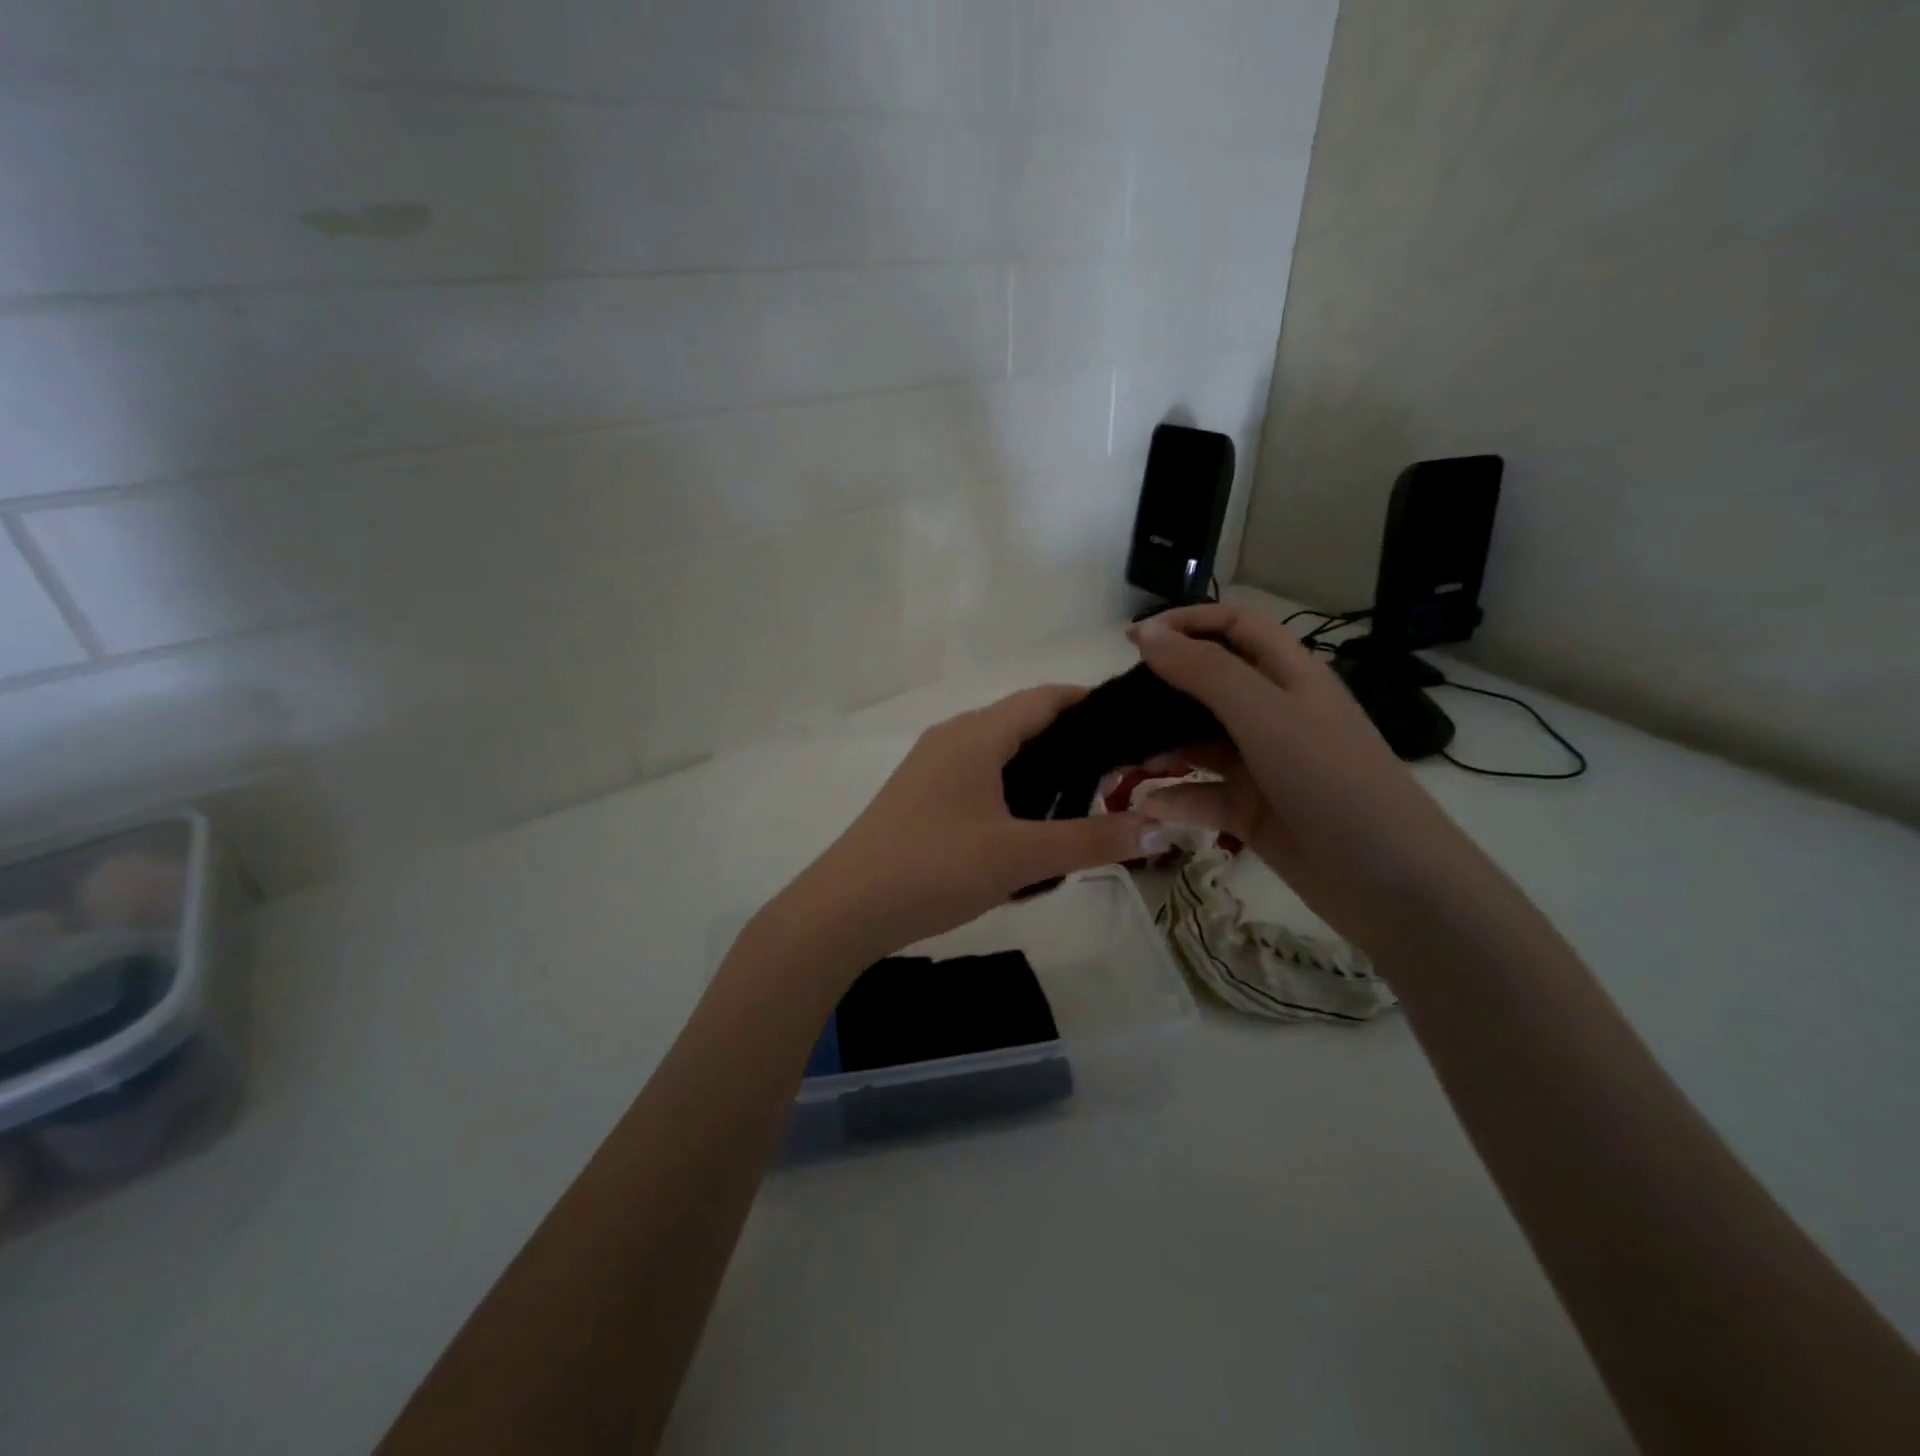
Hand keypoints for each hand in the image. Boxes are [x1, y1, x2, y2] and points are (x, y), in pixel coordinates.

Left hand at [759, 687, 1164, 972]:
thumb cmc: (934, 868)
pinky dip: (1012, 786)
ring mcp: (930, 766)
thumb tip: (1162, 830)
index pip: (1045, 697)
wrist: (844, 910)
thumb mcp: (1020, 856)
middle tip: (1124, 768)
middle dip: (1072, 738)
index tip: (1136, 723)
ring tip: (1088, 796)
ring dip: (1041, 765)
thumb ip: (1092, 841)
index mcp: (976, 734)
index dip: (1090, 703)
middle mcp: (952, 737)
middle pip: (1023, 721)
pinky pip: (978, 775)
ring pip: (999, 751)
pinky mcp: (920, 796)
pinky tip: (1031, 823)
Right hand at [1127, 605, 1491, 951]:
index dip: (1187, 623)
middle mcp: (1274, 713)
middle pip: (1208, 685)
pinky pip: (1203, 794)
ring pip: (1198, 742)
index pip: (1234, 627)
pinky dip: (1176, 798)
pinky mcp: (1252, 809)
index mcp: (1290, 676)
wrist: (1388, 882)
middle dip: (1162, 690)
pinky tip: (1147, 808)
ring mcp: (1262, 763)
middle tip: (1117, 706)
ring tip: (1120, 759)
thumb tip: (1148, 635)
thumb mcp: (1266, 715)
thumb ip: (1204, 672)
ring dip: (1161, 747)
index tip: (1133, 641)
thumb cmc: (1330, 780)